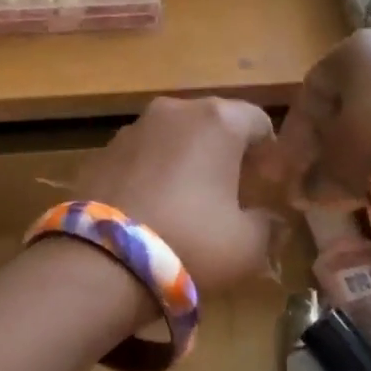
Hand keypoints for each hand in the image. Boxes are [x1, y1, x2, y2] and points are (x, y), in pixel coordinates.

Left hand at [73, 97, 276, 291]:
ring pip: (174, 137)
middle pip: (213, 123)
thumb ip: (268, 225)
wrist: (102, 261)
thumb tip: (269, 219)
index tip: (266, 186)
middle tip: (231, 194)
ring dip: (186, 160)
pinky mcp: (101, 150)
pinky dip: (152, 172)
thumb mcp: (247, 245)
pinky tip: (151, 209)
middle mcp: (175, 110)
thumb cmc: (191, 242)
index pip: (258, 121)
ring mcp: (133, 127)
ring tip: (187, 202)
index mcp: (218, 120)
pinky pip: (141, 155)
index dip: (268, 153)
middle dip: (225, 153)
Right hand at [276, 31, 370, 205]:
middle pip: (345, 99)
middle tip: (318, 172)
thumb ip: (311, 174)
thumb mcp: (333, 162)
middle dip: (328, 139)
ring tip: (349, 181)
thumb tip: (299, 193)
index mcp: (353, 50)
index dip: (296, 133)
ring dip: (358, 144)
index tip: (291, 166)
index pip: (310, 91)